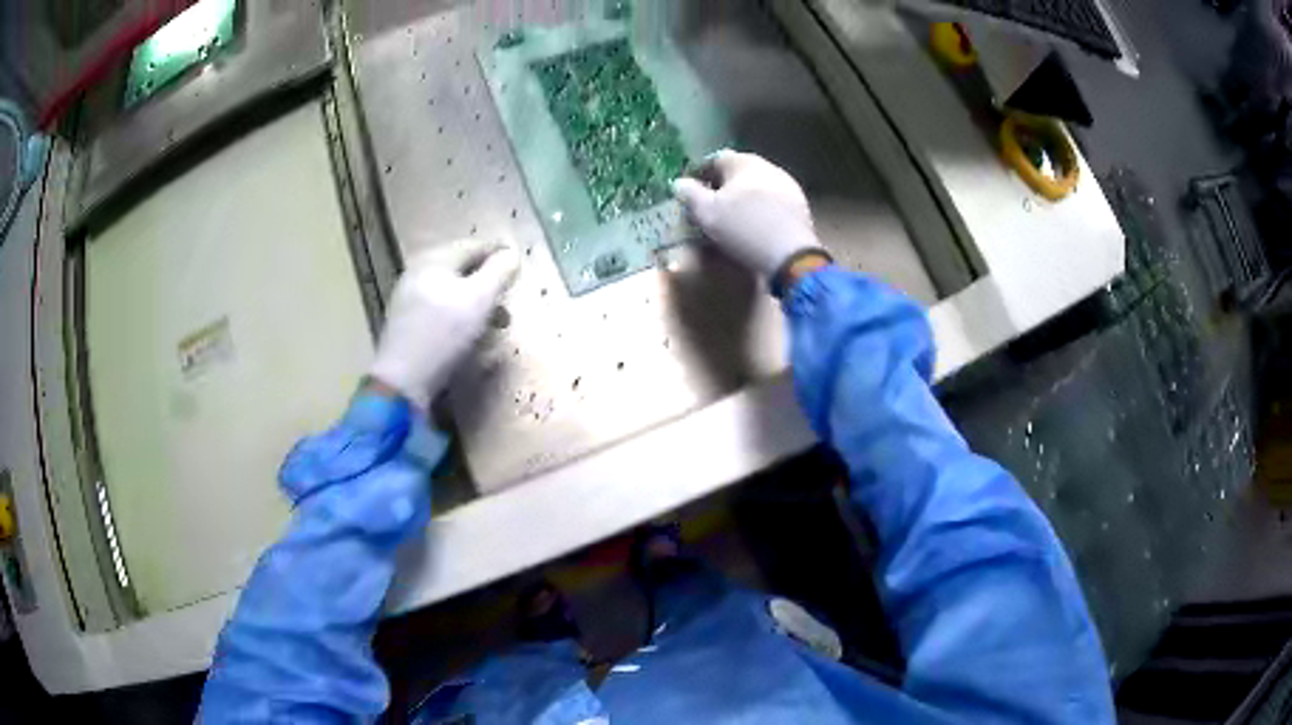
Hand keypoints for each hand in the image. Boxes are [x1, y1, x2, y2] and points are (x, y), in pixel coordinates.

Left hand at [370, 239, 519, 407]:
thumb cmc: (443, 334)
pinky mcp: (407, 324)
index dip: (498, 252)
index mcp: (434, 260)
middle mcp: (418, 273)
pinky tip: (471, 333)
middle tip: (509, 294)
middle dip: (488, 280)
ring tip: (497, 321)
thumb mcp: (479, 299)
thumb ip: (499, 273)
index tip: (519, 262)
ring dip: (477, 302)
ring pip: (451, 291)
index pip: (473, 246)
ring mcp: (409, 299)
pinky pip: (440, 309)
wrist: (402, 381)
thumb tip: (511, 255)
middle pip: (460, 268)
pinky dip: (461, 315)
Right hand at [673, 150, 826, 290]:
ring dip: (743, 199)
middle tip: (710, 206)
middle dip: (723, 187)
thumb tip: (680, 183)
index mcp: (743, 162)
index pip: (715, 159)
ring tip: (732, 219)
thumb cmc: (743, 228)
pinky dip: (761, 210)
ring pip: (757, 187)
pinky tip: (755, 228)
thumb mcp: (706, 213)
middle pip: (738, 172)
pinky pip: (772, 202)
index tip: (691, 192)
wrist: (790, 255)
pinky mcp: (800, 206)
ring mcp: (787, 185)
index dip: (700, 174)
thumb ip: (690, 194)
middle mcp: (767, 167)